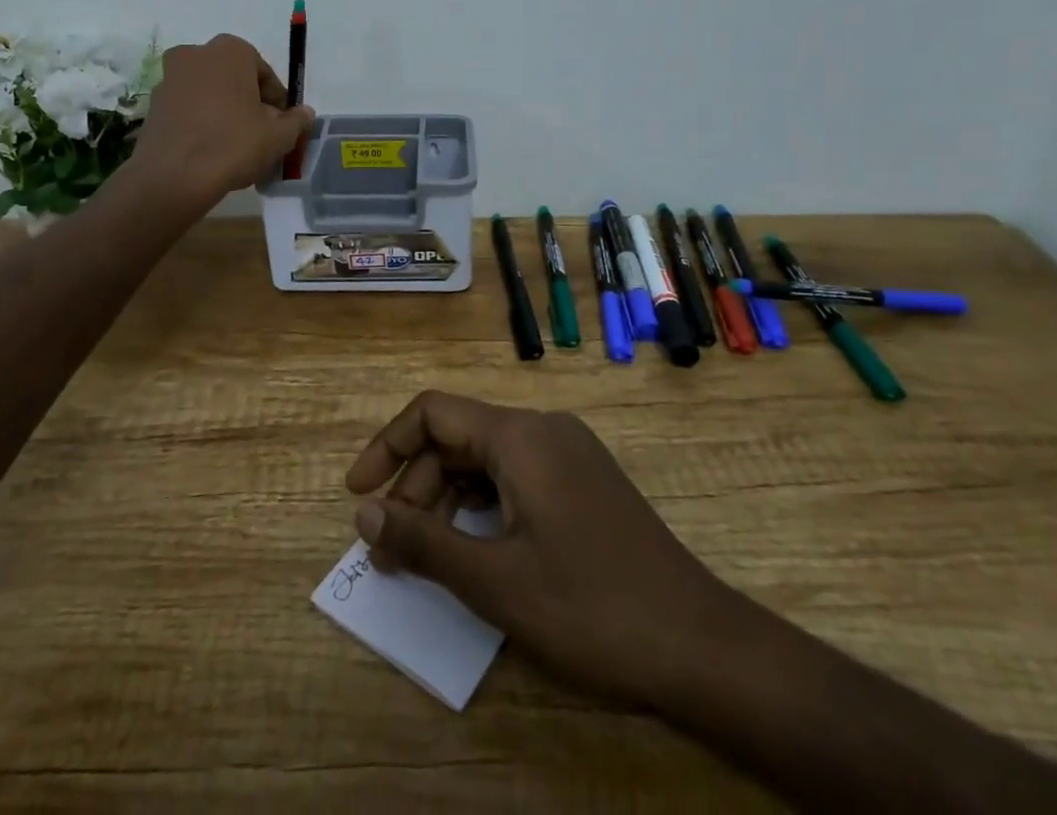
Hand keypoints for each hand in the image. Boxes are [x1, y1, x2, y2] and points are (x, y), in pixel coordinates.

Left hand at [130, 33, 313, 209]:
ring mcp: (169, 77)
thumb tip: (304, 113)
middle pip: (235, 80)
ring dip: (225, 112)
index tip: (282, 126)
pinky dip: (201, 123)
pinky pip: (188, 109)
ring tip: (236, 146)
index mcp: (231, 51)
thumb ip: (296, 121)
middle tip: (261, 135)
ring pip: (210, 93)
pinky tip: (211, 151)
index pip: (265, 74)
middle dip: (249, 103)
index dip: (278, 102)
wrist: (173, 176)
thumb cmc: (233, 144)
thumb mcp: (278, 136)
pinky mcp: (153, 104)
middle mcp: (196, 54)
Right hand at [345, 391, 748, 708]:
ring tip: (424, 555)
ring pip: (487, 460)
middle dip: (416, 485)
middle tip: (390, 546)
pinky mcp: (584, 483)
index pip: (433, 412)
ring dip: (447, 500)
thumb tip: (364, 513)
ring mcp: (568, 454)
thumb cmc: (590, 607)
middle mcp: (543, 430)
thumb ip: (424, 542)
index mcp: (520, 436)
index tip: (356, 493)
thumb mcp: (496, 581)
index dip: (387, 446)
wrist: (699, 644)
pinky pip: (516, 477)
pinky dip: (483, 507)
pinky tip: (473, 550)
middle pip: (458, 437)